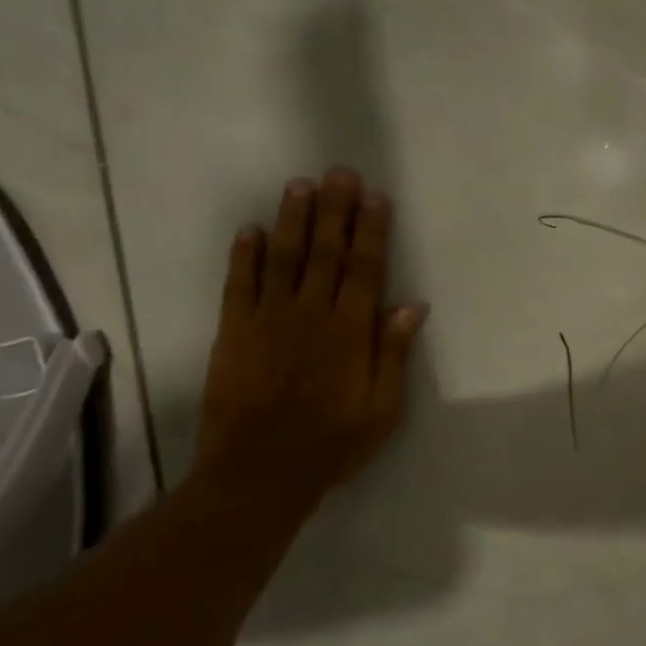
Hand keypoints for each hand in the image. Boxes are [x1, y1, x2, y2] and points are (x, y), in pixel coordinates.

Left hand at [193, 168, 427, 525]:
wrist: (259, 473)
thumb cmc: (332, 444)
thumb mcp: (382, 409)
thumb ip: (392, 353)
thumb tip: (412, 305)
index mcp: (349, 332)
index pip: (365, 269)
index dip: (371, 230)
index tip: (375, 197)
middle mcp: (310, 314)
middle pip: (326, 252)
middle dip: (335, 210)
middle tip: (339, 172)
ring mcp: (268, 319)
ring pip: (283, 258)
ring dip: (292, 219)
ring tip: (300, 185)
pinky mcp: (233, 332)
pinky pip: (239, 284)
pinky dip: (244, 255)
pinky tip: (249, 229)